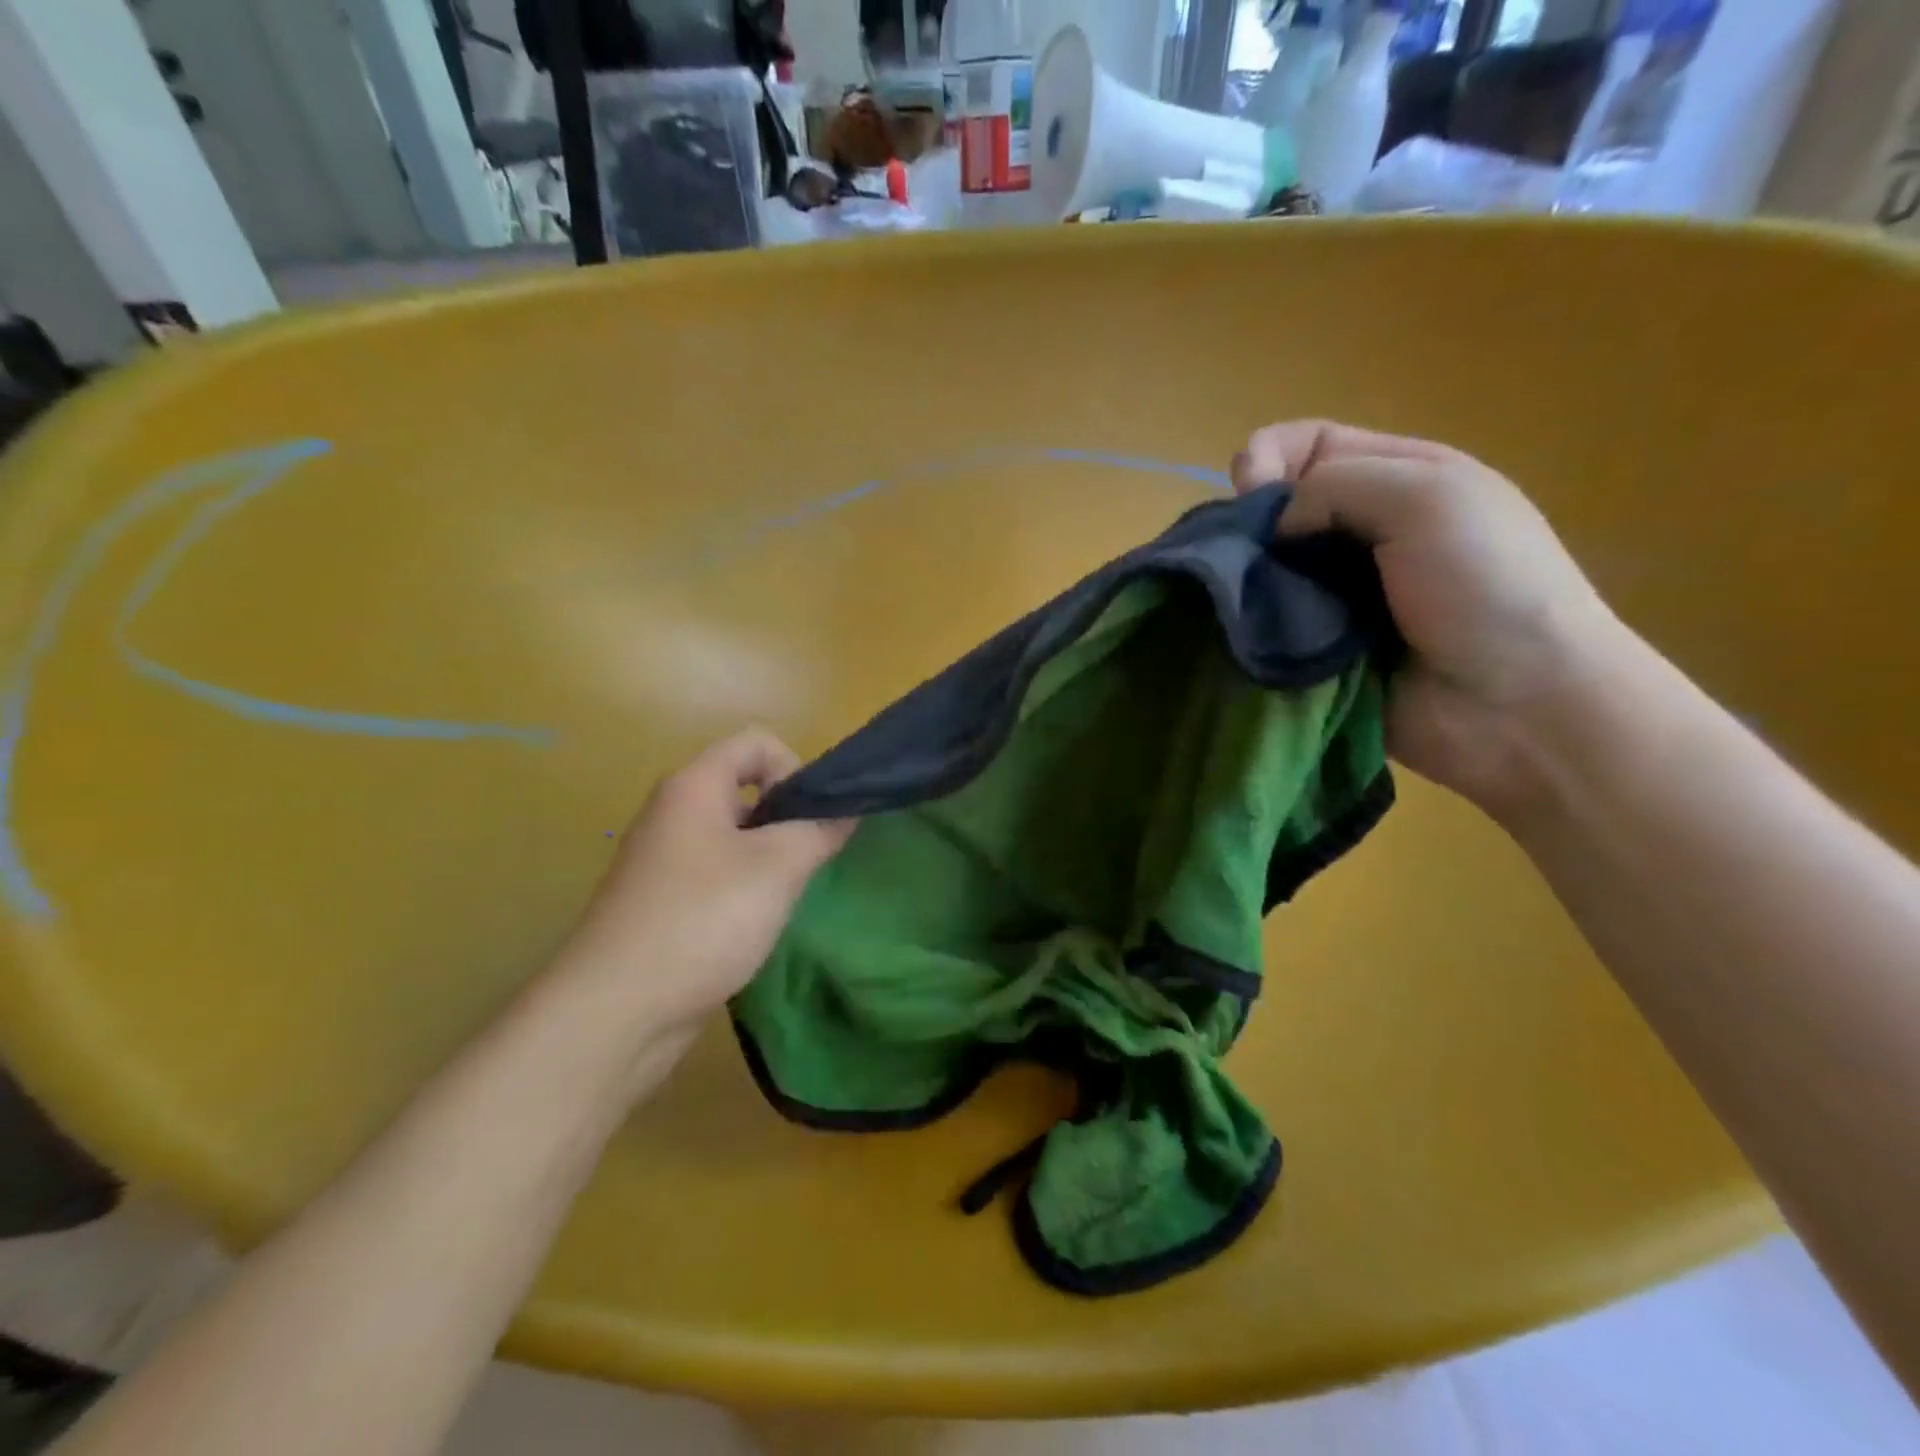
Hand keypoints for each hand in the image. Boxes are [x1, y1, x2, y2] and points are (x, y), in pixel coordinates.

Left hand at [557, 729, 854, 1042]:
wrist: (615, 1010)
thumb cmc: (702, 920)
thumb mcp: (778, 868)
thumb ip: (820, 830)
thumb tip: (847, 810)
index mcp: (693, 786)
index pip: (756, 742)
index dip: (795, 768)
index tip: (810, 819)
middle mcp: (673, 811)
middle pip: (745, 787)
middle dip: (786, 817)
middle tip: (807, 861)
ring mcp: (663, 857)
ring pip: (733, 834)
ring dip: (768, 856)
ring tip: (784, 897)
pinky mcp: (661, 899)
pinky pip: (715, 871)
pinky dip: (743, 886)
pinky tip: (753, 924)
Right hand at [1233, 420, 1622, 816]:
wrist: (1517, 703)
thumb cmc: (1485, 585)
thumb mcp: (1429, 497)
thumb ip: (1337, 485)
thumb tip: (1274, 527)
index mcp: (1398, 479)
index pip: (1308, 445)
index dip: (1268, 457)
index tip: (1248, 497)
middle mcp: (1363, 531)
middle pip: (1279, 510)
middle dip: (1249, 527)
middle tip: (1241, 561)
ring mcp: (1338, 595)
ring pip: (1266, 572)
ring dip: (1248, 583)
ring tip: (1242, 604)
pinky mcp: (1320, 649)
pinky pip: (1270, 628)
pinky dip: (1255, 629)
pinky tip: (1250, 636)